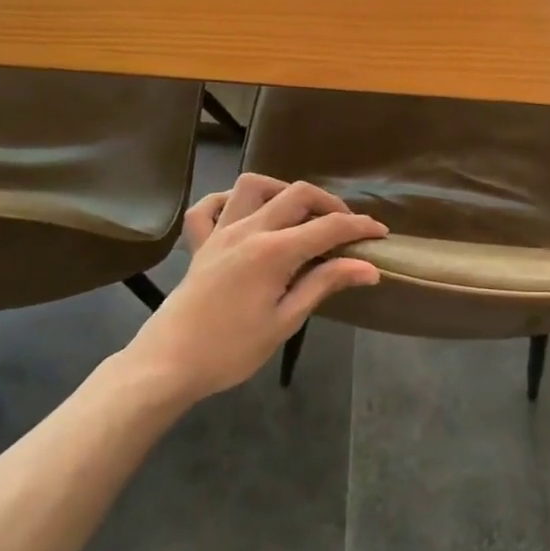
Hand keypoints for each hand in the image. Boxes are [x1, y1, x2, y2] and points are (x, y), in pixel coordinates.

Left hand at [124, 174, 385, 404]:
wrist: (168, 364)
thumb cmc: (232, 350)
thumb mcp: (286, 320)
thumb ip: (325, 284)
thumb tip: (369, 268)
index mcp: (274, 251)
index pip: (328, 227)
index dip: (359, 226)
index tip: (381, 233)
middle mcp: (248, 230)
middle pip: (297, 195)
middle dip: (329, 204)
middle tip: (346, 227)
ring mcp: (219, 232)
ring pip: (253, 186)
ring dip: (282, 191)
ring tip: (298, 214)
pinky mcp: (199, 244)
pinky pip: (209, 207)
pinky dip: (228, 202)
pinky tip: (244, 215)